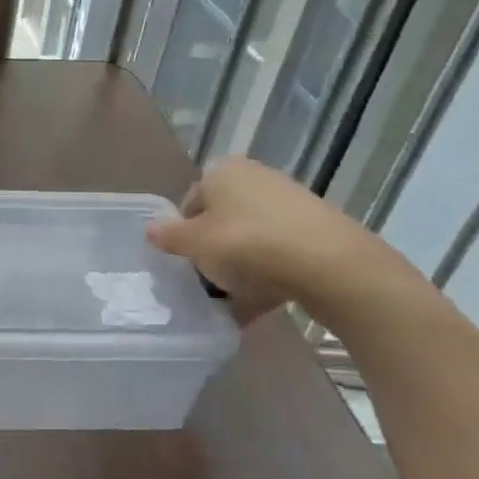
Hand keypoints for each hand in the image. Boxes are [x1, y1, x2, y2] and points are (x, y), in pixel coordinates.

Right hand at [146, 156, 397, 322]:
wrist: (329, 264)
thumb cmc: (247, 244)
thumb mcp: (195, 244)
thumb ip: (169, 237)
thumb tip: (150, 228)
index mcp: (223, 171)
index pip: (191, 201)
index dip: (183, 233)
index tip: (184, 262)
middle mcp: (255, 179)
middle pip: (221, 220)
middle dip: (212, 252)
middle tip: (205, 282)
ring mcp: (289, 204)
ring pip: (249, 240)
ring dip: (238, 269)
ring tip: (230, 303)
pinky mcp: (314, 231)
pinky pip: (277, 255)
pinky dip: (265, 277)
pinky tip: (258, 306)